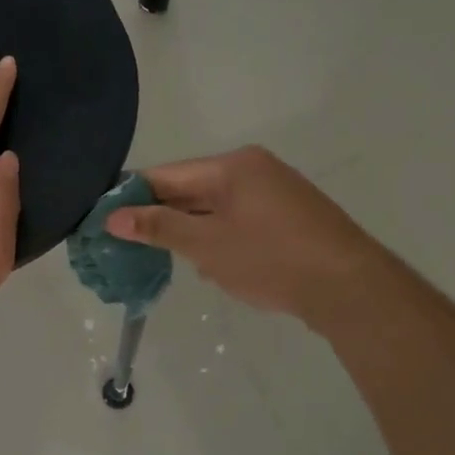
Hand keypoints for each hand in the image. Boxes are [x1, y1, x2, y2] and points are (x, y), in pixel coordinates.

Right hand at [105, 146, 368, 317]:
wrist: (349, 288)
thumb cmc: (271, 260)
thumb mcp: (207, 245)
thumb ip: (159, 227)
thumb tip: (113, 218)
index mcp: (231, 166)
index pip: (165, 174)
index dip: (131, 197)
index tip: (104, 222)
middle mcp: (252, 169)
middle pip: (189, 188)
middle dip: (159, 217)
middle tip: (127, 246)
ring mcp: (273, 192)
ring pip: (212, 207)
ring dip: (188, 232)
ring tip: (162, 260)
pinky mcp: (287, 217)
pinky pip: (236, 220)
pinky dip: (216, 238)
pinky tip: (208, 265)